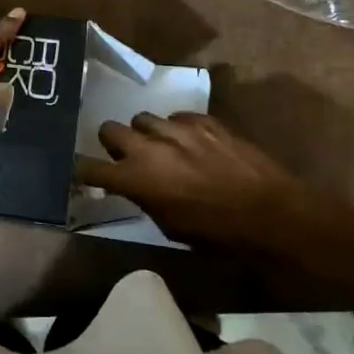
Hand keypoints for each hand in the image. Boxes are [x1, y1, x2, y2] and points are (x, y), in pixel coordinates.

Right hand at [80, 112, 353, 250]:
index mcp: (137, 179)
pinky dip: (178, 129)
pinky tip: (193, 145)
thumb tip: (134, 188)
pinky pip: (177, 116)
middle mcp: (150, 146)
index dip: (80, 171)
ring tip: (163, 149)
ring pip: (143, 118)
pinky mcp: (204, 119)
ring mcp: (178, 128)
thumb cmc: (221, 236)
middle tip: (126, 158)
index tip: (80, 174)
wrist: (274, 214)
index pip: (89, 168)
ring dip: (146, 134)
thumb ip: (145, 200)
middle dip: (113, 143)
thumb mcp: (172, 229)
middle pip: (109, 129)